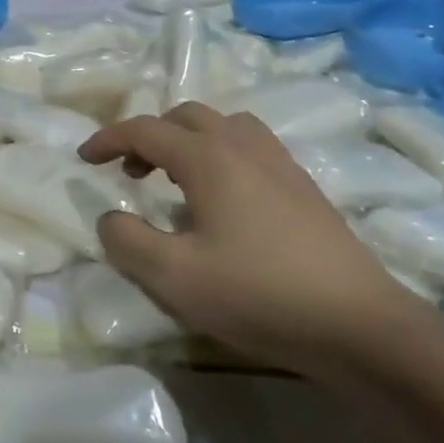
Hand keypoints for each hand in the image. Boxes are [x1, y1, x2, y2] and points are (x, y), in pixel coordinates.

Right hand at [78, 103, 412, 370]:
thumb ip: (127, 240)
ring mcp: (280, 163)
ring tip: (177, 178)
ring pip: (224, 126)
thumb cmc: (258, 294)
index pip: (145, 129)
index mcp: (208, 157)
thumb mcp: (174, 276)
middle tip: (131, 172)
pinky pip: (251, 147)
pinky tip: (224, 200)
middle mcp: (243, 146)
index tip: (84, 158)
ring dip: (189, 140)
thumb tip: (110, 217)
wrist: (359, 325)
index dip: (108, 139)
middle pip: (186, 116)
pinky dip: (221, 154)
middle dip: (149, 136)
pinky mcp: (304, 187)